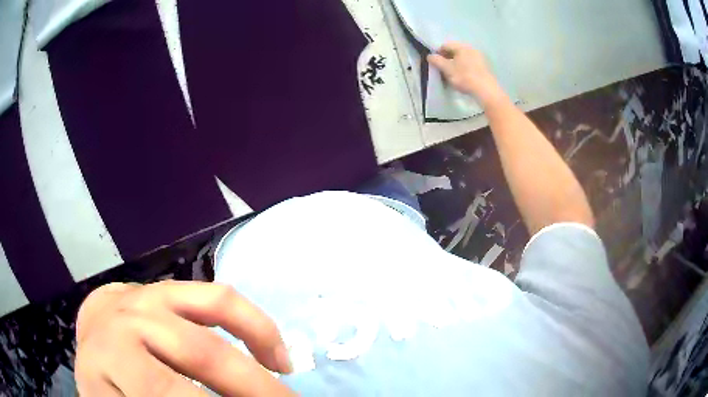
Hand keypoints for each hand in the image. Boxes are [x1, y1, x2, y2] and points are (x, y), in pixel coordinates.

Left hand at [75, 281, 294, 395]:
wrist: (94, 357)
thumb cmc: (110, 392)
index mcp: (104, 364)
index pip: (167, 392)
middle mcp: (120, 320)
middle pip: (199, 352)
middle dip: (253, 388)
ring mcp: (141, 296)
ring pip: (213, 308)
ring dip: (260, 347)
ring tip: (286, 376)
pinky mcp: (161, 288)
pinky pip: (213, 293)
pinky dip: (249, 320)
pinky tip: (268, 351)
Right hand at [427, 41, 507, 107]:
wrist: (486, 90)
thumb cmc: (464, 77)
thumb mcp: (447, 69)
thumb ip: (437, 61)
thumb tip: (430, 56)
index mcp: (462, 47)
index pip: (445, 46)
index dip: (438, 54)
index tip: (435, 64)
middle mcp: (471, 49)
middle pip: (455, 52)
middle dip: (448, 59)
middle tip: (443, 70)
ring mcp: (480, 58)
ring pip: (463, 58)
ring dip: (456, 64)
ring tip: (453, 75)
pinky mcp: (485, 67)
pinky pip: (471, 64)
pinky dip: (465, 68)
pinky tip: (464, 78)